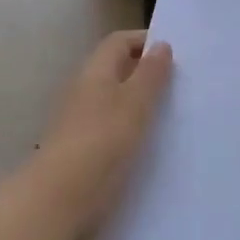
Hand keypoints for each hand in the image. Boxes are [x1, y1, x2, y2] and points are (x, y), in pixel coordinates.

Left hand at [38, 30, 173, 237]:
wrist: (59, 199)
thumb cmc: (101, 142)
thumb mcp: (135, 104)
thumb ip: (150, 74)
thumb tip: (161, 44)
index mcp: (95, 72)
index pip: (119, 42)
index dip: (145, 41)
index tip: (176, 53)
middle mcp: (83, 90)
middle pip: (116, 70)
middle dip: (146, 73)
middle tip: (180, 84)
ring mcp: (78, 121)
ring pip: (114, 100)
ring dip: (139, 103)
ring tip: (172, 115)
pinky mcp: (80, 149)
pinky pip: (110, 127)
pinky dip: (130, 129)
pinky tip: (149, 145)